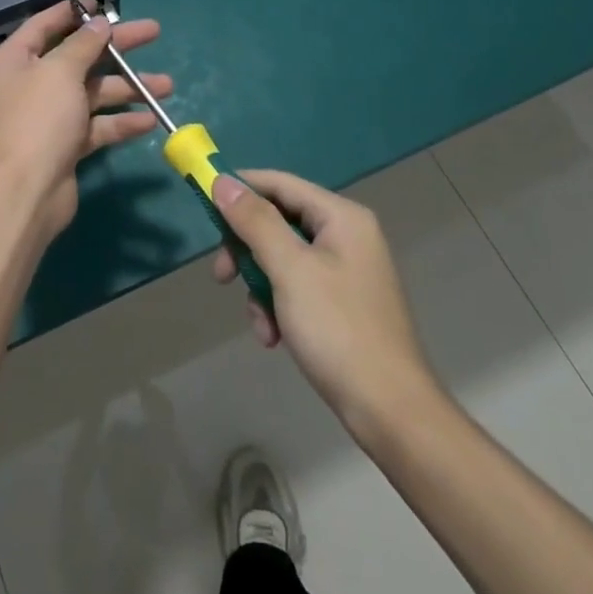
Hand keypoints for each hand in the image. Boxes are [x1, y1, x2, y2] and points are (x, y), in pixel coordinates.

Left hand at [0, 0, 171, 242]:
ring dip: (128, 88)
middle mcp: (28, 85)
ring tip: (168, 85)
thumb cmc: (38, 119)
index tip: (104, 4)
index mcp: (14, 60)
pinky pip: (96, 125)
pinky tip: (150, 120)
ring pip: (92, 92)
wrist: (26, 193)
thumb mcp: (61, 71)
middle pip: (78, 57)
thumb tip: (101, 24)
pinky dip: (120, 122)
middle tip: (154, 32)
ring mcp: (47, 117)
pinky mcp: (64, 145)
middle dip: (117, 48)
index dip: (74, 14)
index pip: (44, 25)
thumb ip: (84, 45)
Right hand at [211, 170, 441, 437]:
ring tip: (259, 322)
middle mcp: (346, 235)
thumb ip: (255, 222)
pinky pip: (296, 287)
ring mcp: (345, 270)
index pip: (280, 183)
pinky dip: (278, 306)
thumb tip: (223, 182)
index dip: (240, 187)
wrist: (390, 411)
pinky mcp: (341, 302)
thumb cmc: (338, 330)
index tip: (203, 200)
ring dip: (261, 286)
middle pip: (279, 221)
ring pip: (282, 258)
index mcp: (341, 217)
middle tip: (221, 275)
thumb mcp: (290, 270)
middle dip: (247, 249)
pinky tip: (273, 337)